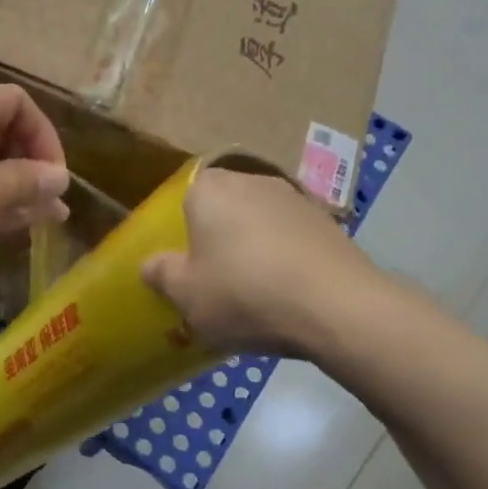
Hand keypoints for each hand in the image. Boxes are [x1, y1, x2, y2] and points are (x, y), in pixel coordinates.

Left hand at [0, 85, 68, 289]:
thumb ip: (27, 182)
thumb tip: (61, 178)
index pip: (14, 103)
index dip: (43, 134)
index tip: (56, 175)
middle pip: (0, 134)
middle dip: (32, 166)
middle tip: (53, 201)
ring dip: (17, 190)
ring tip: (48, 218)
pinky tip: (18, 225)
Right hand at [140, 166, 391, 357]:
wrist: (337, 307)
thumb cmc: (243, 294)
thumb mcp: (185, 294)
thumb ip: (161, 274)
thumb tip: (151, 264)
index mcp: (210, 191)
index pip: (185, 194)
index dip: (180, 226)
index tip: (181, 259)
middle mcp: (252, 181)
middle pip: (224, 206)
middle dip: (216, 235)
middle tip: (210, 276)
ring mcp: (296, 199)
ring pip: (259, 221)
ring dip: (251, 246)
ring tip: (249, 288)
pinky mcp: (329, 222)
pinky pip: (290, 237)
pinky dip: (283, 257)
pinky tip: (283, 292)